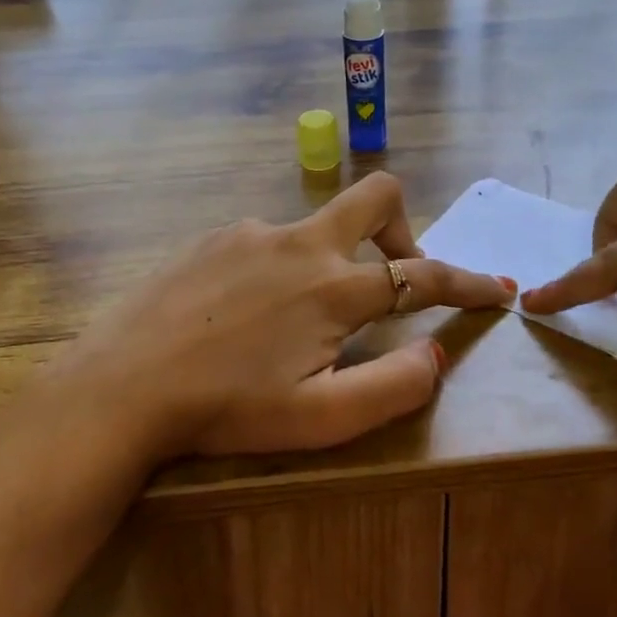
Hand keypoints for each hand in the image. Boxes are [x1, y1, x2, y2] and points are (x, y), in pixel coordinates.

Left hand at [56, 172, 514, 461]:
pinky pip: (266, 241)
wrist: (120, 388)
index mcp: (334, 288)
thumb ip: (392, 386)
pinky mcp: (212, 238)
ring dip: (329, 263)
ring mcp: (251, 232)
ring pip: (315, 228)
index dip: (468, 284)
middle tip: (394, 278)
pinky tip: (243, 315)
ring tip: (294, 324)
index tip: (496, 290)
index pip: (423, 275)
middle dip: (404, 229)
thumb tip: (434, 354)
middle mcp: (300, 243)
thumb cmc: (226, 410)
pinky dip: (279, 269)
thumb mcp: (320, 419)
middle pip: (377, 196)